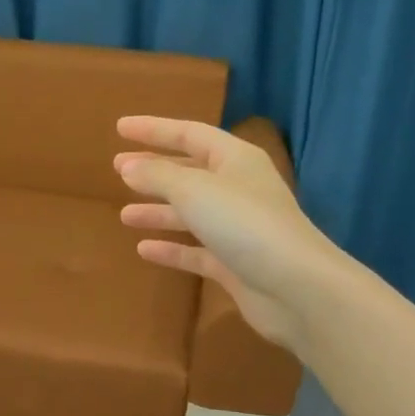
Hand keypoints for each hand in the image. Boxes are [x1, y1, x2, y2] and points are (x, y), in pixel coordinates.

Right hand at [113, 116, 340, 351]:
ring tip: (124, 215)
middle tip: (118, 169)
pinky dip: (172, 248)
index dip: (154, 129)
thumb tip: (129, 166)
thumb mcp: (194, 190)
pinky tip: (144, 249)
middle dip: (155, 170)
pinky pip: (196, 251)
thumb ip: (157, 176)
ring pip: (191, 213)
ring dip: (159, 211)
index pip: (190, 134)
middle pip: (190, 173)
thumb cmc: (244, 224)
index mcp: (235, 160)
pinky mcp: (235, 264)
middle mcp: (238, 189)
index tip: (120, 128)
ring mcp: (238, 229)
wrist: (296, 287)